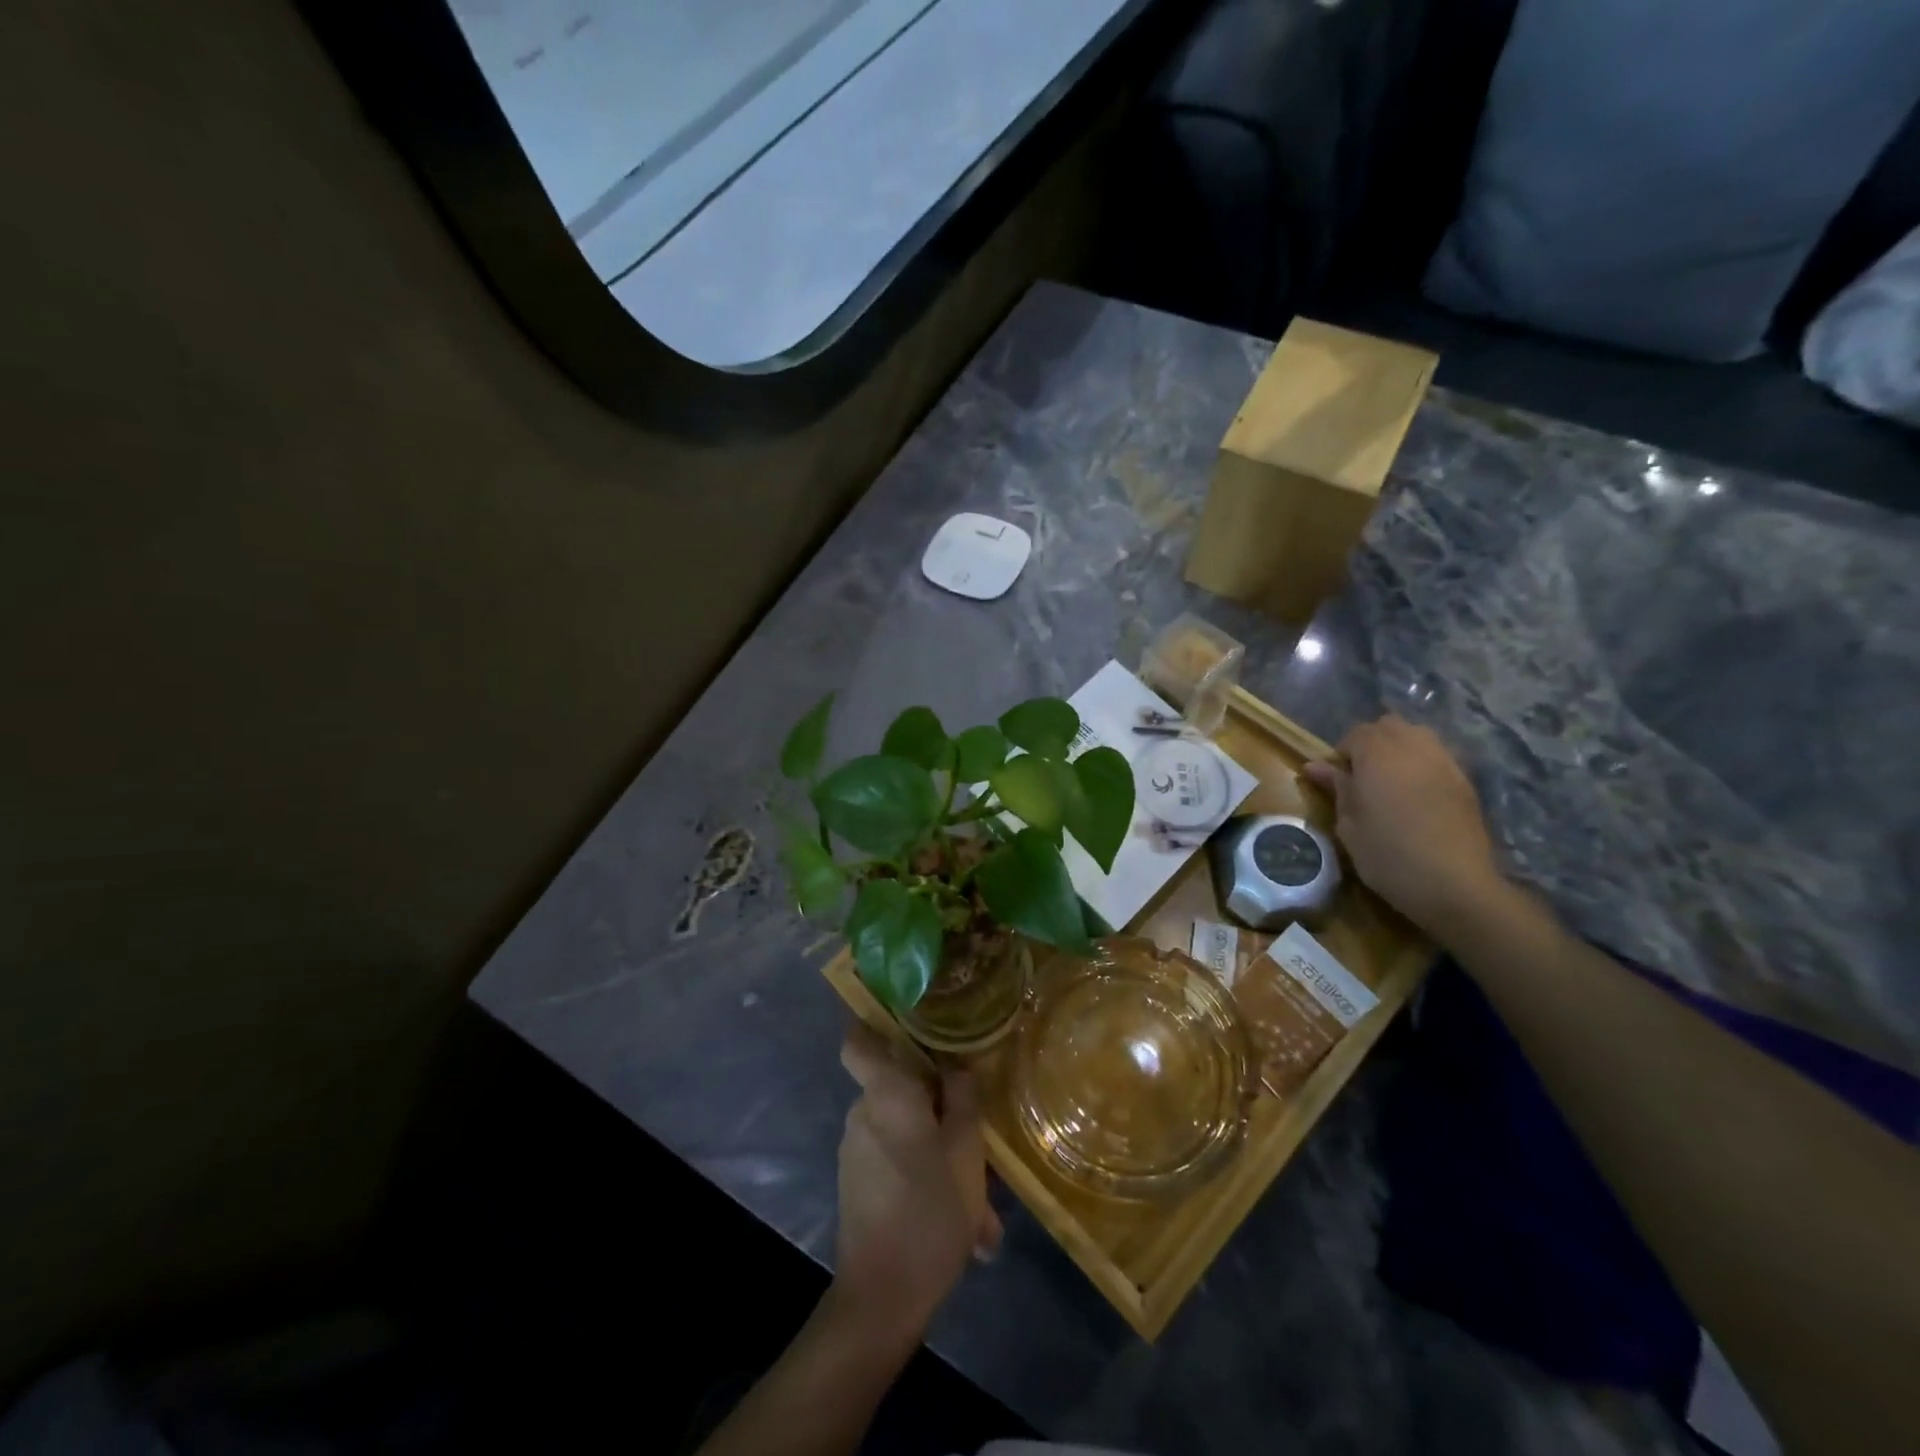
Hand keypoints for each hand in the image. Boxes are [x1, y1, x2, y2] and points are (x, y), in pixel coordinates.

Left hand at [831, 1023, 1002, 1349]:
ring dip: (943, 1156)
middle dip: (941, 1109)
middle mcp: (862, 1114)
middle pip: (900, 1090)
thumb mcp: (966, 1150)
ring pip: (906, 1133)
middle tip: (979, 1138)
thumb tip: (956, 1066)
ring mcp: (856, 1152)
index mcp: (885, 1094)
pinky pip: (897, 1164)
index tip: (911, 1028)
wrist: (882, 1298)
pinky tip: (967, 1227)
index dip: (876, 1026)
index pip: (858, 1041)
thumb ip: (963, 1099)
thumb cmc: (930, 1210)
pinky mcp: (857, 1185)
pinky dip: (927, 1180)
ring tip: (985, 1206)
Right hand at [1302, 714, 1501, 934]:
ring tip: (1391, 781)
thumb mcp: (1348, 825)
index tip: (1337, 781)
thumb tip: (1314, 766)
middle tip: (1362, 777)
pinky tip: (1417, 794)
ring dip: (1400, 748)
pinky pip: (1438, 756)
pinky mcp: (1465, 782)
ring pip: (1418, 735)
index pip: (1356, 734)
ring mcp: (1444, 762)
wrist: (1455, 885)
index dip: (1343, 753)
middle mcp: (1413, 748)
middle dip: (1372, 743)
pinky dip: (1422, 764)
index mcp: (1378, 756)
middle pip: (1389, 726)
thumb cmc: (1388, 855)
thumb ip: (1336, 788)